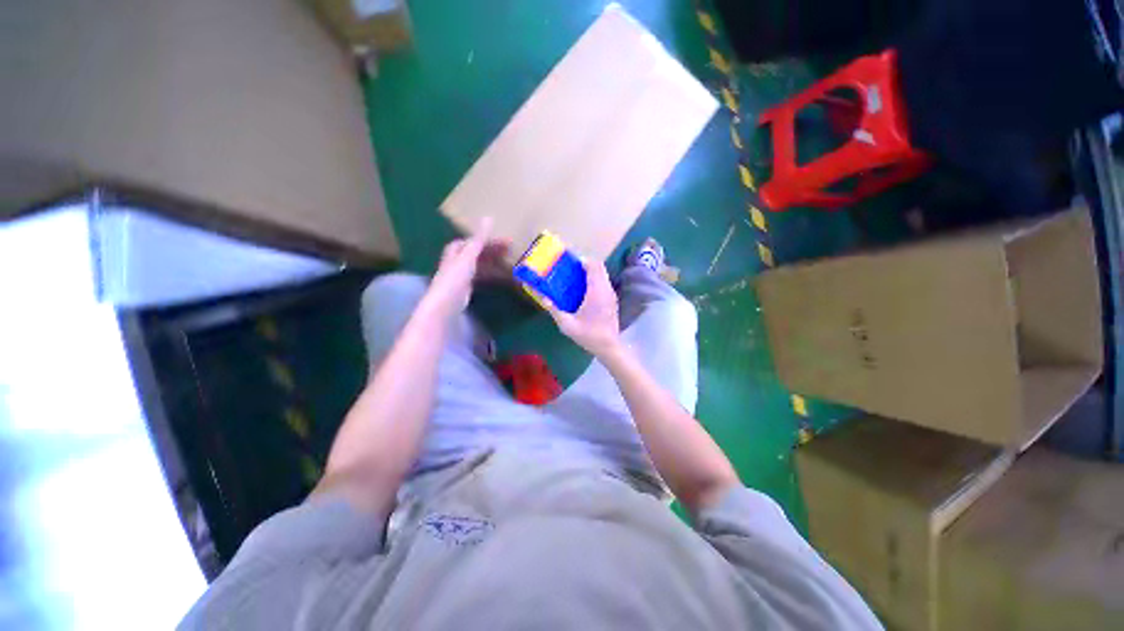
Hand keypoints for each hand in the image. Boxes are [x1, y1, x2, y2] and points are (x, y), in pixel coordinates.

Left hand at [425, 218, 504, 317]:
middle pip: (477, 252)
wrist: (446, 303)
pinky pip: (481, 277)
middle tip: (511, 251)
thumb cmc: (456, 277)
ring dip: (493, 263)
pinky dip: (491, 275)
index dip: (488, 239)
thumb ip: (479, 239)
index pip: (473, 240)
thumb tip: (489, 217)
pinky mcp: (466, 287)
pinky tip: (500, 277)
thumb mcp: (469, 255)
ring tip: (509, 263)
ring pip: (480, 265)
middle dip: (493, 251)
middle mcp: (457, 260)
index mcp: (456, 250)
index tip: (506, 242)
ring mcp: (461, 275)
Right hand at [541, 259, 622, 357]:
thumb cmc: (588, 335)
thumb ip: (554, 309)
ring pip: (603, 275)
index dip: (583, 260)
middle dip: (586, 264)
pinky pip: (604, 283)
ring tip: (575, 278)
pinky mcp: (612, 300)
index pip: (594, 266)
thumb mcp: (567, 324)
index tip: (570, 262)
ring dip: (591, 272)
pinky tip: (583, 291)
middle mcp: (606, 289)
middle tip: (571, 269)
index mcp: (596, 292)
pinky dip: (595, 280)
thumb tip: (542, 296)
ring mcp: (611, 295)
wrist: (609, 347)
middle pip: (599, 267)